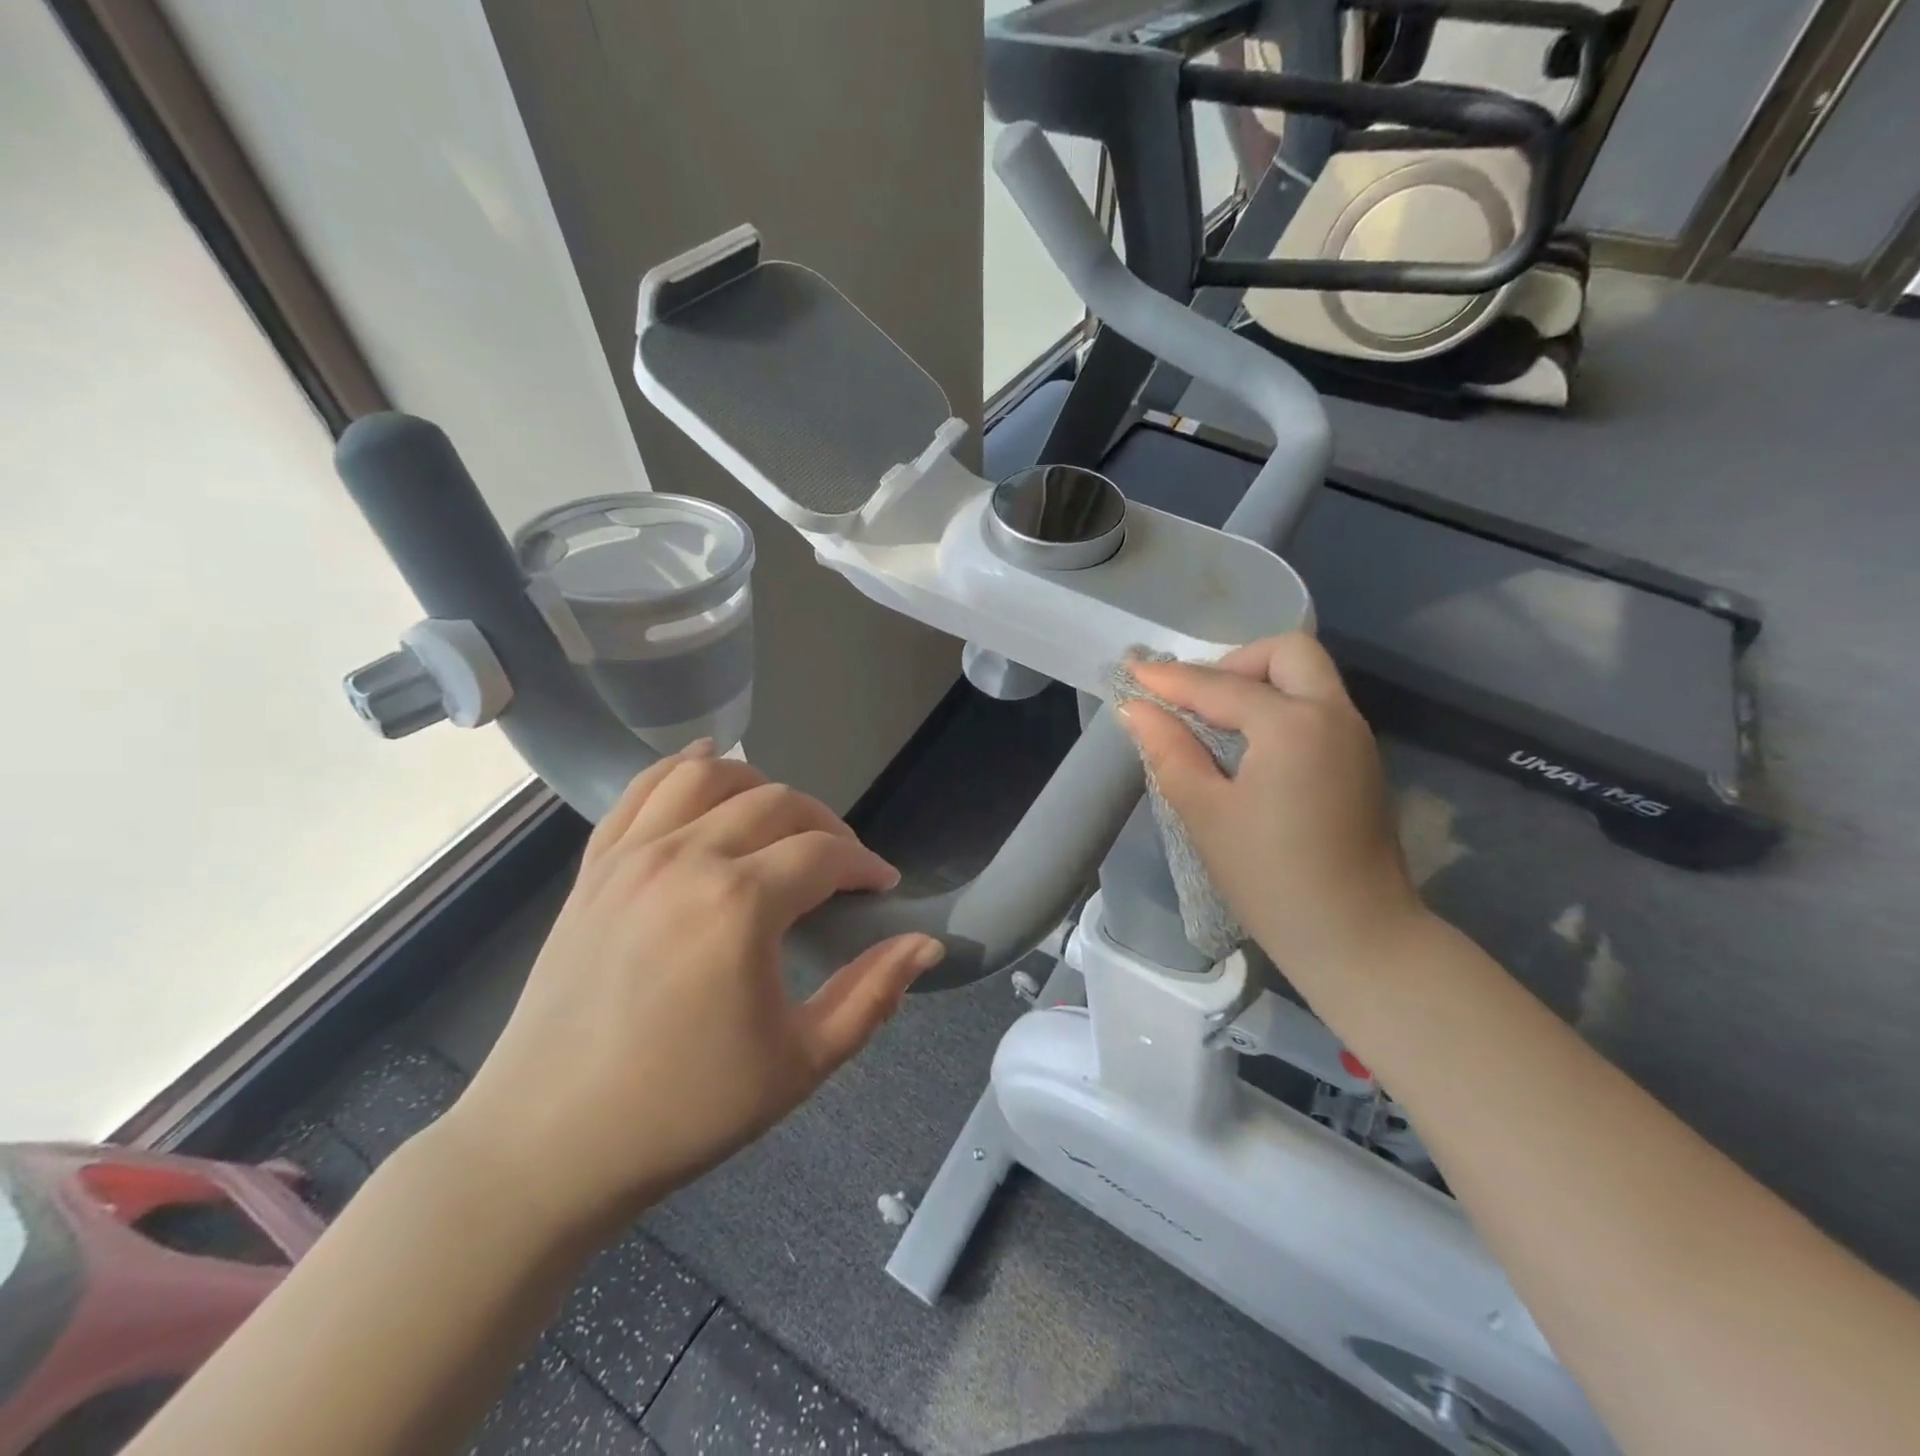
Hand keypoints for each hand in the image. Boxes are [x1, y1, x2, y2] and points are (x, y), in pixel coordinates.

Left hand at [437, 744, 945, 1243]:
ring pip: (709, 775)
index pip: (825, 854)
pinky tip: (705, 771)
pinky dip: (682, 770)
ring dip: (758, 784)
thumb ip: (873, 994)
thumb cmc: (684, 1110)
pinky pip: (642, 791)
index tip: (881, 887)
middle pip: (777, 804)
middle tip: (841, 866)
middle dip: (825, 826)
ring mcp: (632, 856)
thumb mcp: (800, 1063)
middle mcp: (686, 858)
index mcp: (740, 904)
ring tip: (779, 820)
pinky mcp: (594, 868)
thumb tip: (926, 945)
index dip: (865, 865)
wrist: (548, 1145)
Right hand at [1118, 634, 1424, 987]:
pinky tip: (1249, 747)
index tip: (1131, 671)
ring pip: (1308, 678)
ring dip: (1259, 683)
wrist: (1358, 938)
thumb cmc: (1271, 878)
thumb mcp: (1205, 813)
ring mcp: (1355, 737)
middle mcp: (1333, 715)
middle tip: (1196, 700)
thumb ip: (1168, 750)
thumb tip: (1135, 707)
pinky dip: (1280, 707)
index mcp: (1293, 725)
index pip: (1220, 686)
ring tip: (1214, 722)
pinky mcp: (1362, 761)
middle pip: (1287, 653)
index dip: (1170, 679)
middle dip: (1235, 663)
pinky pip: (1317, 708)